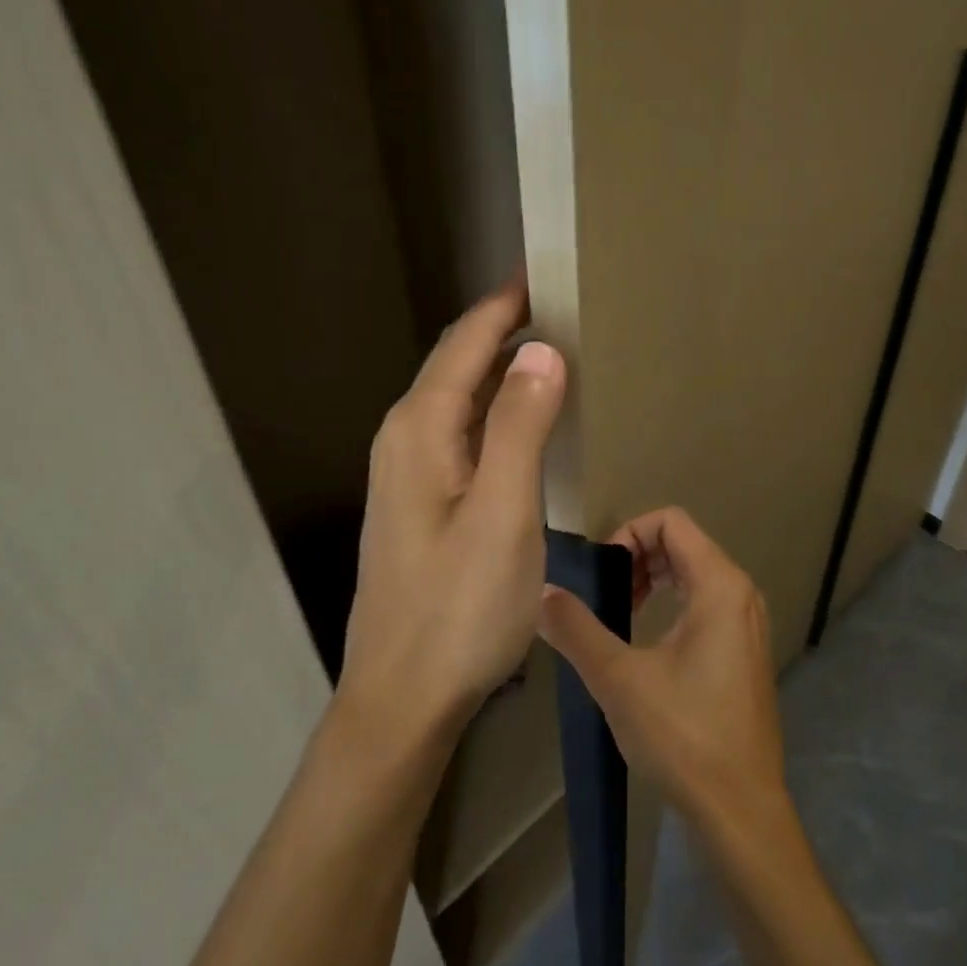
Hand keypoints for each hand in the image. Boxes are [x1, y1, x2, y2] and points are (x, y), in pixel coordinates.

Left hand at [337, 274, 566, 744]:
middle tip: (563, 307)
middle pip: (458, 364)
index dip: (505, 304)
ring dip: (501, 368)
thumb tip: (540, 351)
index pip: (467, 343)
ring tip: (552, 350)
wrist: (404, 695)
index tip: (546, 271)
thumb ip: (520, 428)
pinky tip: (525, 421)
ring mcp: (409, 473)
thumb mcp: (504, 514)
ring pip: (459, 399)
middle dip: (504, 328)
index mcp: (421, 430)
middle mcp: (406, 440)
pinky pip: (462, 433)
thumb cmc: (459, 608)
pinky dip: (496, 410)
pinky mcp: (421, 501)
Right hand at [538, 508, 788, 836]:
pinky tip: (647, 642)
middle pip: (684, 543)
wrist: (740, 809)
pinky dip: (673, 604)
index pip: (672, 521)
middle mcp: (741, 594)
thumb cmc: (683, 736)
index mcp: (720, 586)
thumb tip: (541, 594)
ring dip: (653, 580)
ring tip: (621, 613)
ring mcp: (748, 624)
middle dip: (638, 557)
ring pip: (695, 574)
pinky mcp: (746, 651)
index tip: (602, 574)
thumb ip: (576, 629)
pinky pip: (707, 603)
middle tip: (606, 594)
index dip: (629, 533)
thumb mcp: (618, 679)